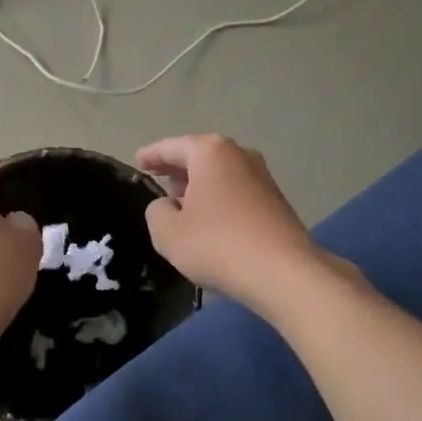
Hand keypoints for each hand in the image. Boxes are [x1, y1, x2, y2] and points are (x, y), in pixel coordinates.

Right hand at [137, 135, 323, 310]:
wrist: (284, 273)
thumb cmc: (218, 245)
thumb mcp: (168, 232)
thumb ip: (156, 212)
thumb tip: (168, 206)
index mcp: (210, 152)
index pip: (171, 147)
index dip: (151, 155)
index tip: (137, 161)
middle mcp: (239, 155)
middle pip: (199, 156)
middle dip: (176, 169)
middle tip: (156, 180)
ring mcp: (262, 176)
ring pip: (219, 174)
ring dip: (198, 186)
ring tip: (179, 203)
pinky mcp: (276, 200)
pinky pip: (235, 191)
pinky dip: (218, 199)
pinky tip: (209, 221)